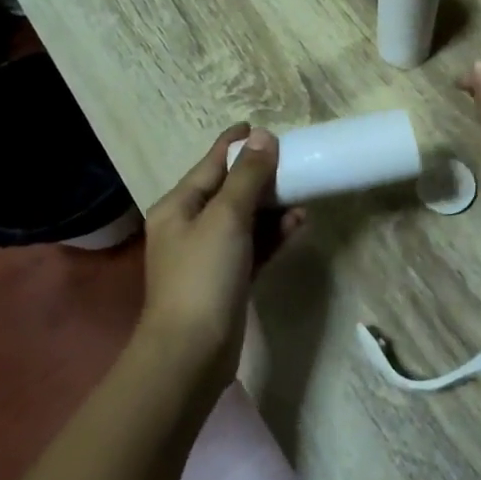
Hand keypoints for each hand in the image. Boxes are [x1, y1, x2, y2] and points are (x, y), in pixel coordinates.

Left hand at [140, 124, 304, 387]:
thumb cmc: (203, 276)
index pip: (209, 164)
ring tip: (302, 195)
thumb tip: (263, 137)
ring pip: (245, 219)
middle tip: (292, 161)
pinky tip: (297, 225)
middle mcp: (189, 226)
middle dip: (260, 176)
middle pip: (228, 190)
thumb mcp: (226, 218)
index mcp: (178, 206)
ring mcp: (208, 255)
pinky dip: (273, 235)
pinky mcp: (227, 280)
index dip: (233, 144)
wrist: (191, 353)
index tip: (257, 126)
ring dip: (272, 206)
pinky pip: (253, 246)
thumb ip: (247, 177)